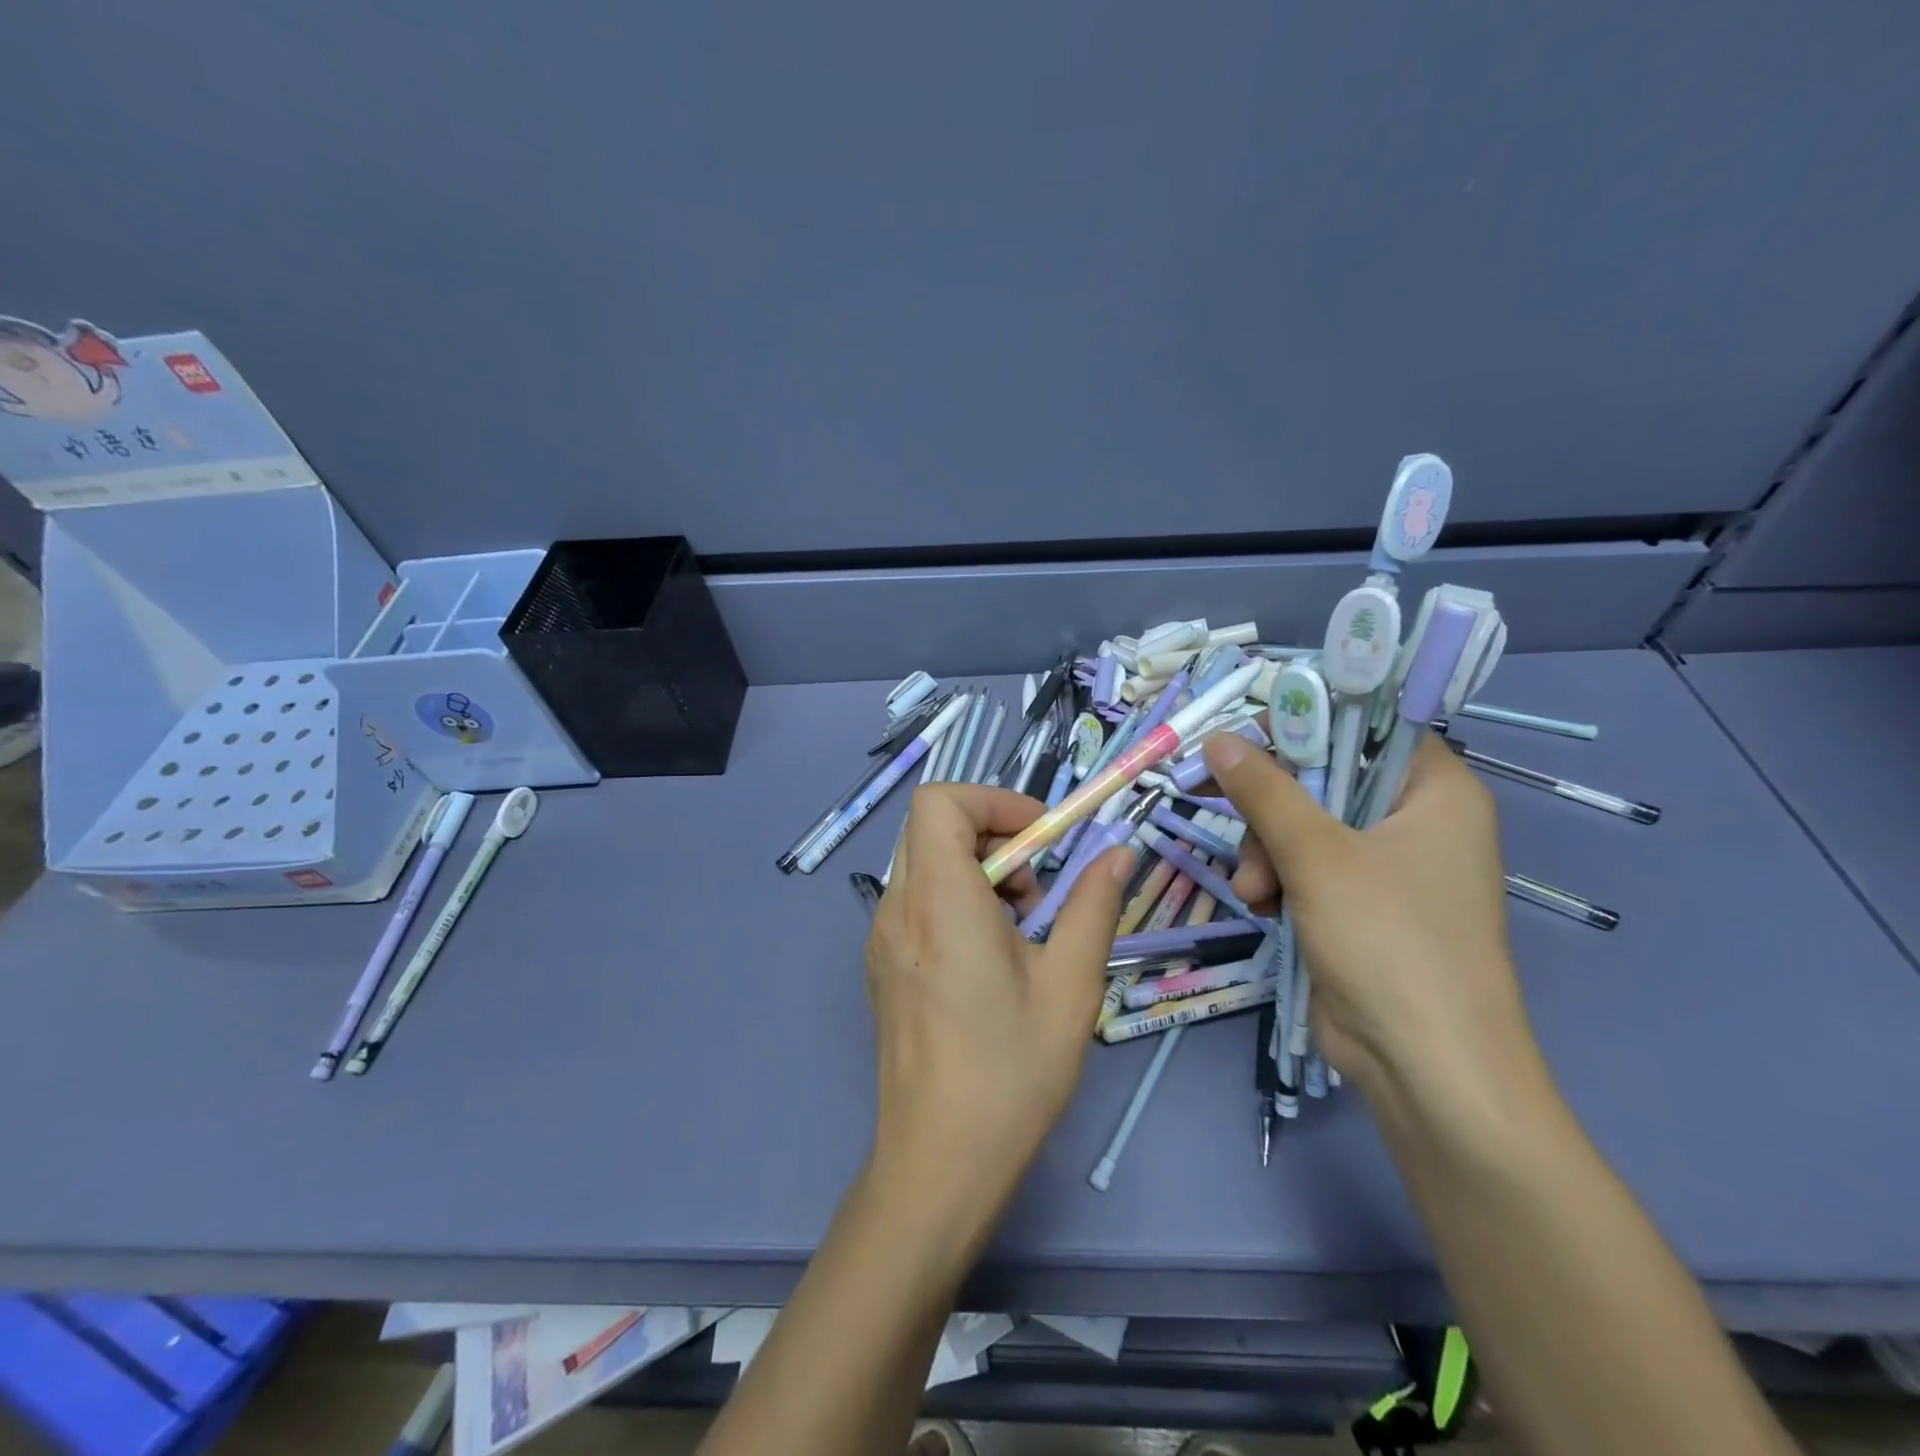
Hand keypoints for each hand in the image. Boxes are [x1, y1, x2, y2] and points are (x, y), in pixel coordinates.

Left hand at [865, 784, 1129, 1219]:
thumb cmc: (1010, 1074)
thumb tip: (1117, 852)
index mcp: (939, 902)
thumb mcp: (1070, 987)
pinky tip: (991, 956)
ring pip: (925, 862)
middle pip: (932, 827)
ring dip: (978, 869)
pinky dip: (956, 899)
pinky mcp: (882, 964)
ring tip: (1022, 926)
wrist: (938, 1164)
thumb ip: (1094, 907)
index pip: (940, 801)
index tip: (1042, 839)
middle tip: (1039, 886)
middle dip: (994, 834)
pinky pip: (916, 900)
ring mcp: (881, 938)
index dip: (993, 800)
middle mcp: (897, 909)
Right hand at [1203, 731, 1543, 1106]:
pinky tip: (1263, 907)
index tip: (1248, 740)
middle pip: (1325, 776)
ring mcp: (1388, 867)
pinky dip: (1278, 879)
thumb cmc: (1389, 942)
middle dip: (1272, 806)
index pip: (1367, 725)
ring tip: (1255, 891)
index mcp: (1434, 791)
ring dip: (1266, 850)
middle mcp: (1416, 821)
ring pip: (1305, 825)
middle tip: (1230, 815)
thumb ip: (1265, 790)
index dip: (1306, 724)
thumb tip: (1218, 738)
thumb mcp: (1317, 856)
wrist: (1425, 1068)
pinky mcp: (1360, 906)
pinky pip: (1306, 866)